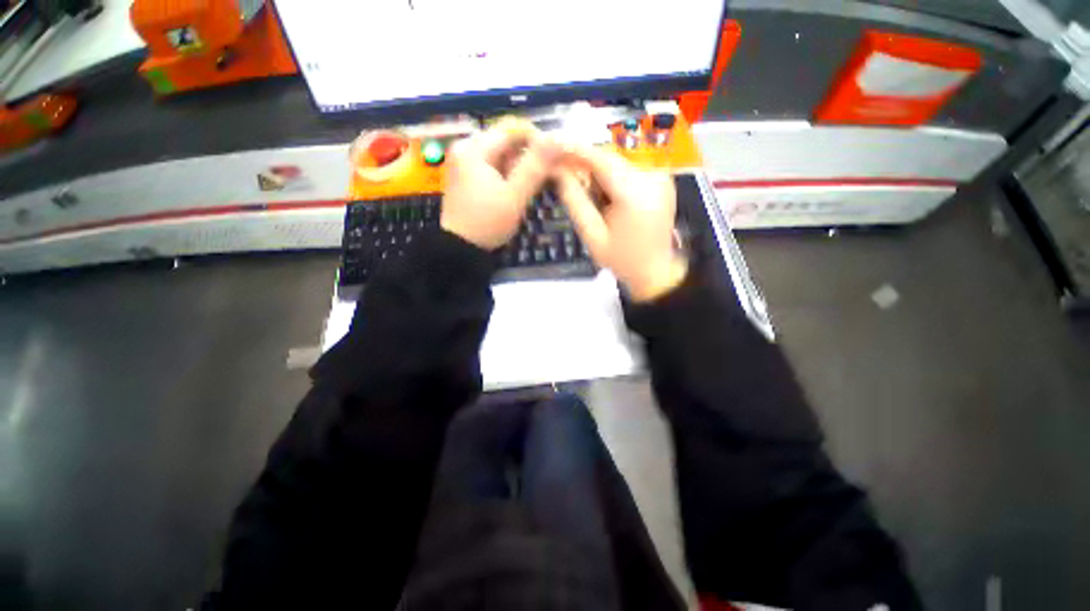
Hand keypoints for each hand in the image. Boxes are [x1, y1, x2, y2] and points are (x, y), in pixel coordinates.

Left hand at [441, 118, 553, 249]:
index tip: (555, 159)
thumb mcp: (514, 196)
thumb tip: (557, 138)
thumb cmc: (487, 223)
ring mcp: (463, 162)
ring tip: (530, 187)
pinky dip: (507, 174)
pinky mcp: (465, 176)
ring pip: (500, 154)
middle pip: (506, 140)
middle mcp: (465, 148)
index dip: (538, 140)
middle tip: (544, 177)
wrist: (459, 249)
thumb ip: (535, 166)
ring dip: (519, 166)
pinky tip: (514, 190)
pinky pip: (492, 166)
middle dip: (528, 156)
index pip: (513, 128)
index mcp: (474, 148)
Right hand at [554, 147, 687, 301]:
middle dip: (584, 164)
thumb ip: (575, 201)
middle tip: (563, 175)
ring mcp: (660, 177)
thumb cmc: (622, 260)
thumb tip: (557, 172)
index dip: (574, 149)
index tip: (551, 145)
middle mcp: (652, 177)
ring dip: (598, 173)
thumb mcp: (593, 236)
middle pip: (609, 159)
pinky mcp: (662, 180)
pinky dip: (612, 178)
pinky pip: (629, 170)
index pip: (600, 159)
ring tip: (592, 199)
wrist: (657, 272)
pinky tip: (607, 198)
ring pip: (618, 163)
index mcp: (635, 194)